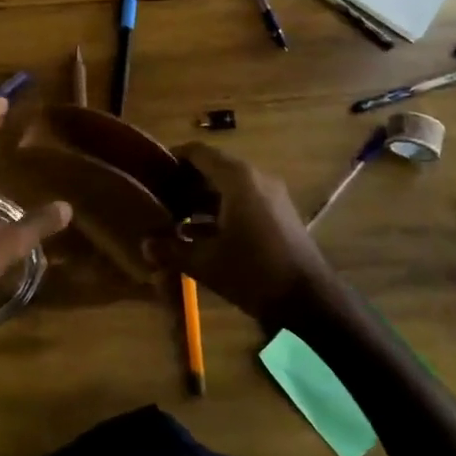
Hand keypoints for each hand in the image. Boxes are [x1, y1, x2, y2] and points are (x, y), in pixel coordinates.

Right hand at [145, 143, 331, 326]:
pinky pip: (243, 201)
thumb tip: (144, 246)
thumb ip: (172, 250)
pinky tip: (199, 235)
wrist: (310, 303)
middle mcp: (255, 178)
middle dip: (184, 183)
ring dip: (201, 200)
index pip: (198, 152)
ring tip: (173, 218)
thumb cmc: (253, 273)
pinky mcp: (278, 215)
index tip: (151, 172)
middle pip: (212, 169)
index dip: (172, 159)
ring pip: (227, 187)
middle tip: (158, 199)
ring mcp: (270, 196)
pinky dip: (220, 211)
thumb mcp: (205, 263)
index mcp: (237, 178)